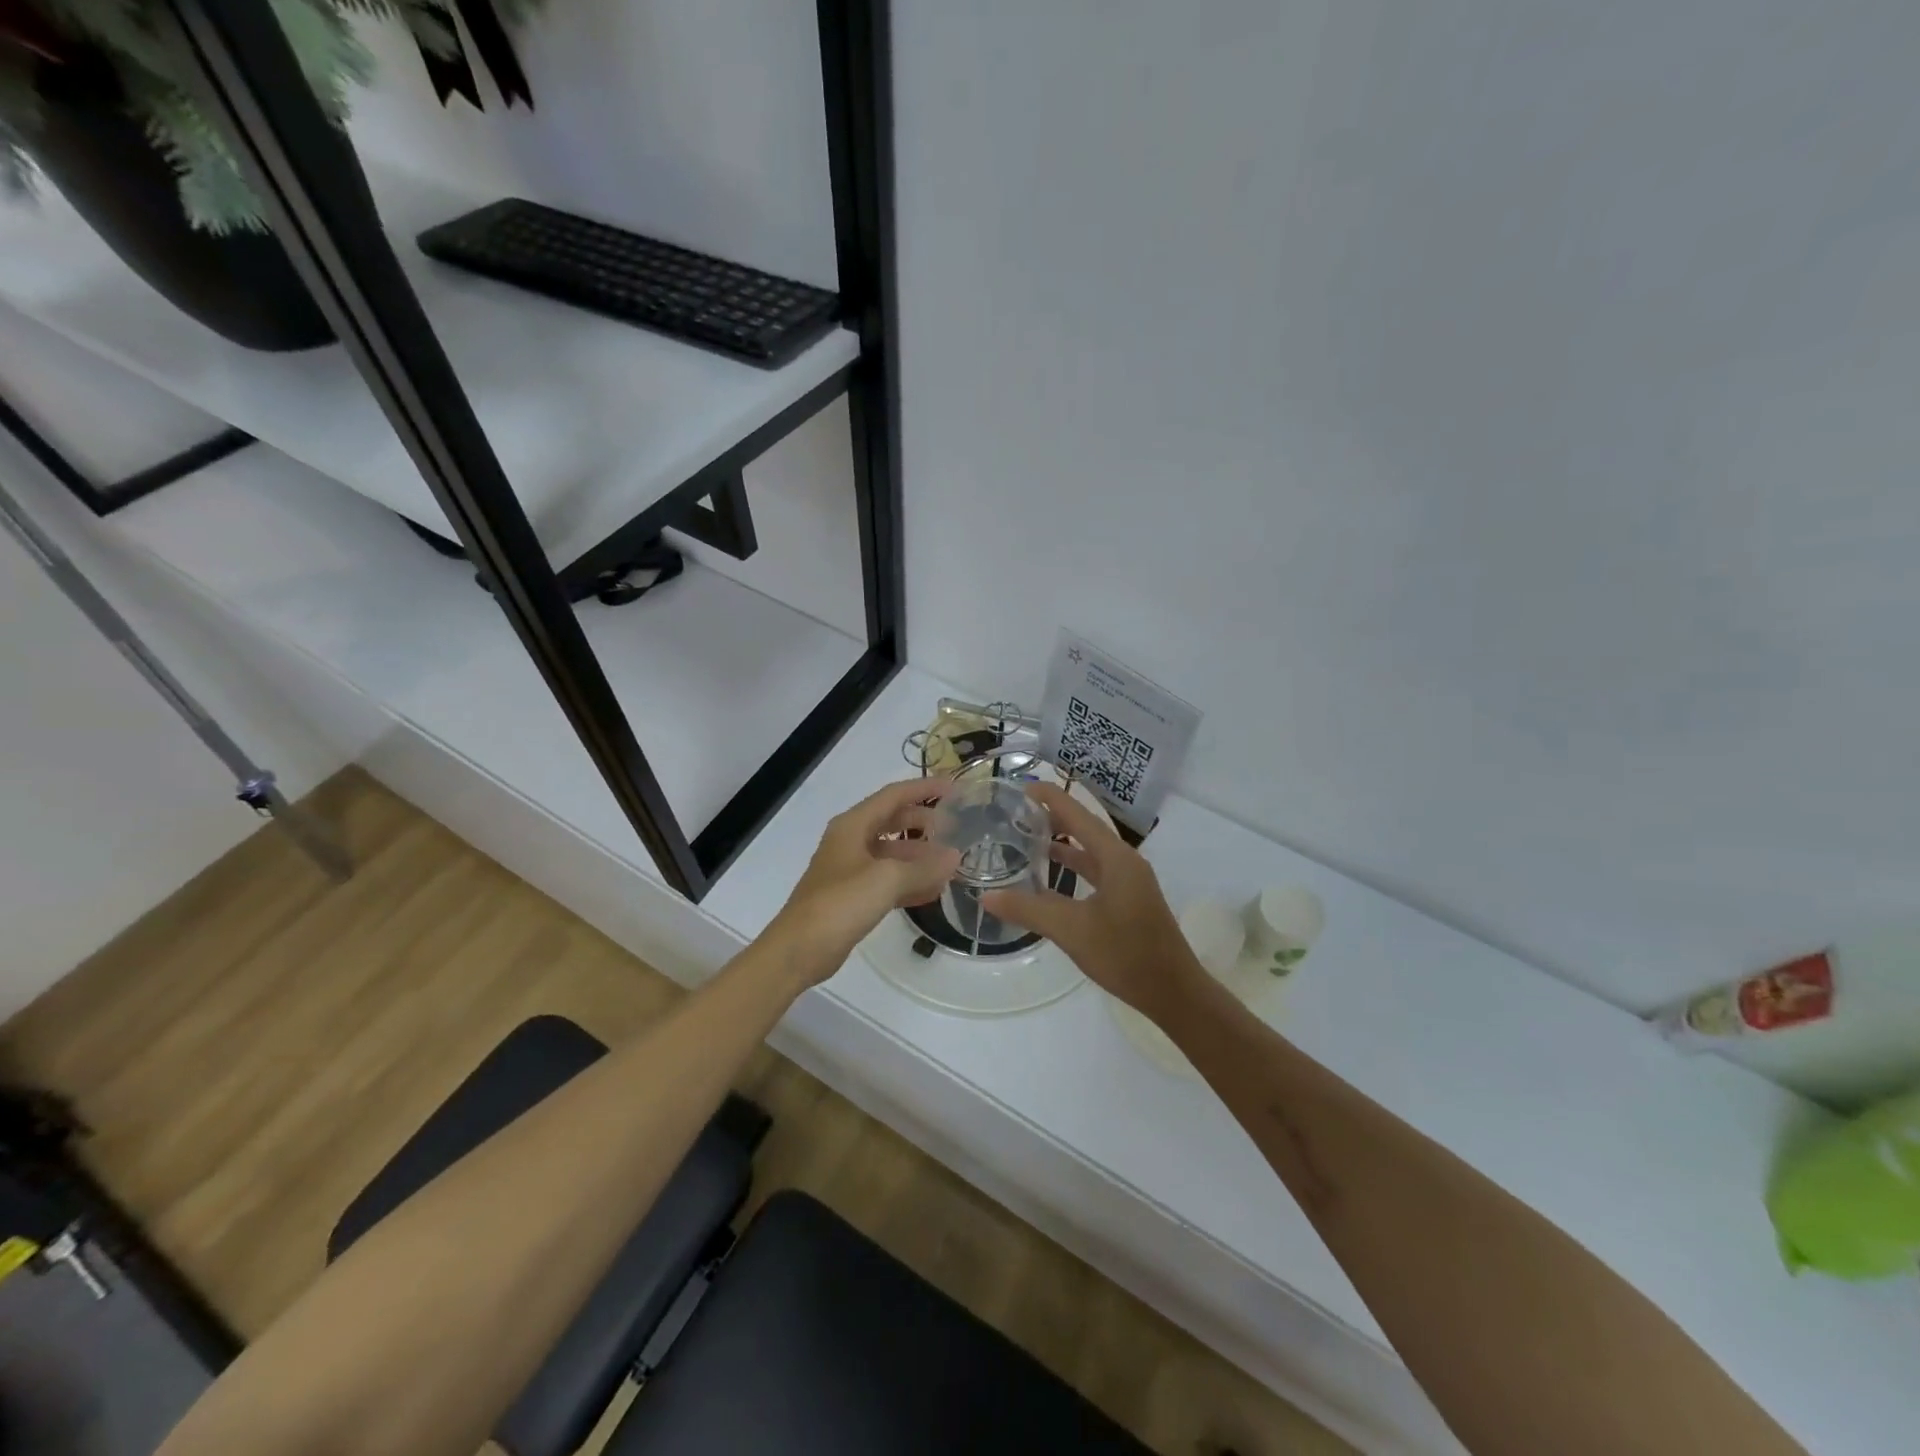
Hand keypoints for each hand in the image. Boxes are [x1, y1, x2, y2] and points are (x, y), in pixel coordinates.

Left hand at [769, 778, 960, 981]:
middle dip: (924, 823)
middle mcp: (851, 841)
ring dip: (920, 856)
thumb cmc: (840, 903)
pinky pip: (888, 880)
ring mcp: (851, 869)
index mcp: (853, 825)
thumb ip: (923, 867)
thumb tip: (954, 856)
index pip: (893, 795)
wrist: (799, 949)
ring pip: (892, 853)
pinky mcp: (853, 896)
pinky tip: (934, 891)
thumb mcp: (887, 880)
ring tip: (951, 862)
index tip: (954, 788)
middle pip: (893, 821)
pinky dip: (910, 882)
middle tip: (956, 829)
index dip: (924, 789)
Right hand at [981, 783, 1206, 1023]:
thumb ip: (1029, 910)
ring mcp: (1130, 881)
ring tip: (1030, 835)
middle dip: (1055, 816)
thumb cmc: (1125, 955)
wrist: (1173, 992)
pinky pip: (1097, 870)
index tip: (1022, 786)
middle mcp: (1125, 861)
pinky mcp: (1130, 899)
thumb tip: (987, 897)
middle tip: (1018, 810)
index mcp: (1116, 858)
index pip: (1078, 815)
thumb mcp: (1071, 931)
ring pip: (1092, 850)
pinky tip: (1052, 875)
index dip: (1051, 798)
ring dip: (1064, 841)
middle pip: (1086, 827)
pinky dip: (1075, 865)